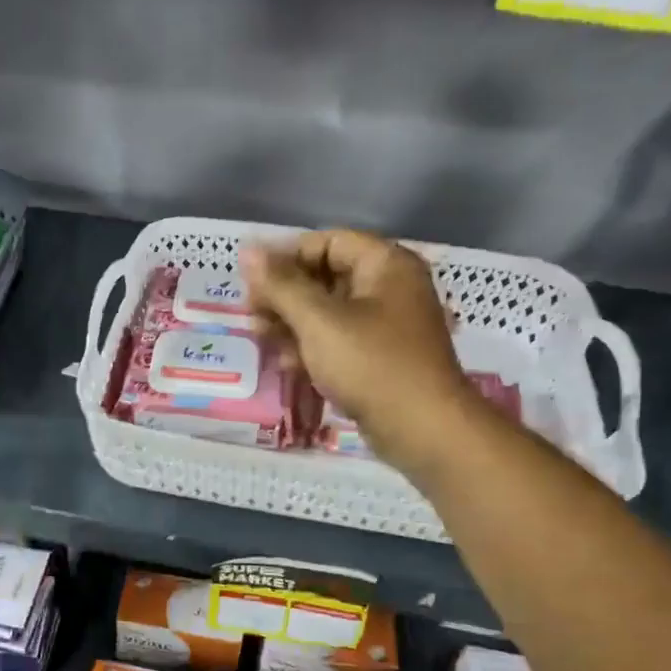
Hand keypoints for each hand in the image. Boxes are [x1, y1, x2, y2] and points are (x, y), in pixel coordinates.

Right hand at [243, 230, 476, 466]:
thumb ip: (281, 285)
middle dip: (285, 295)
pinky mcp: (381, 359)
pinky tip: (287, 365)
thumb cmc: (371, 364)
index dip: (286, 258)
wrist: (423, 429)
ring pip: (329, 312)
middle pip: (326, 276)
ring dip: (292, 324)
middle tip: (251, 316)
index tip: (252, 284)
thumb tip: (247, 251)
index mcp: (386, 264)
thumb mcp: (318, 321)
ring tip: (262, 341)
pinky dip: (312, 348)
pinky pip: (339, 341)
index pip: (327, 242)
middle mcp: (390, 288)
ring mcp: (387, 326)